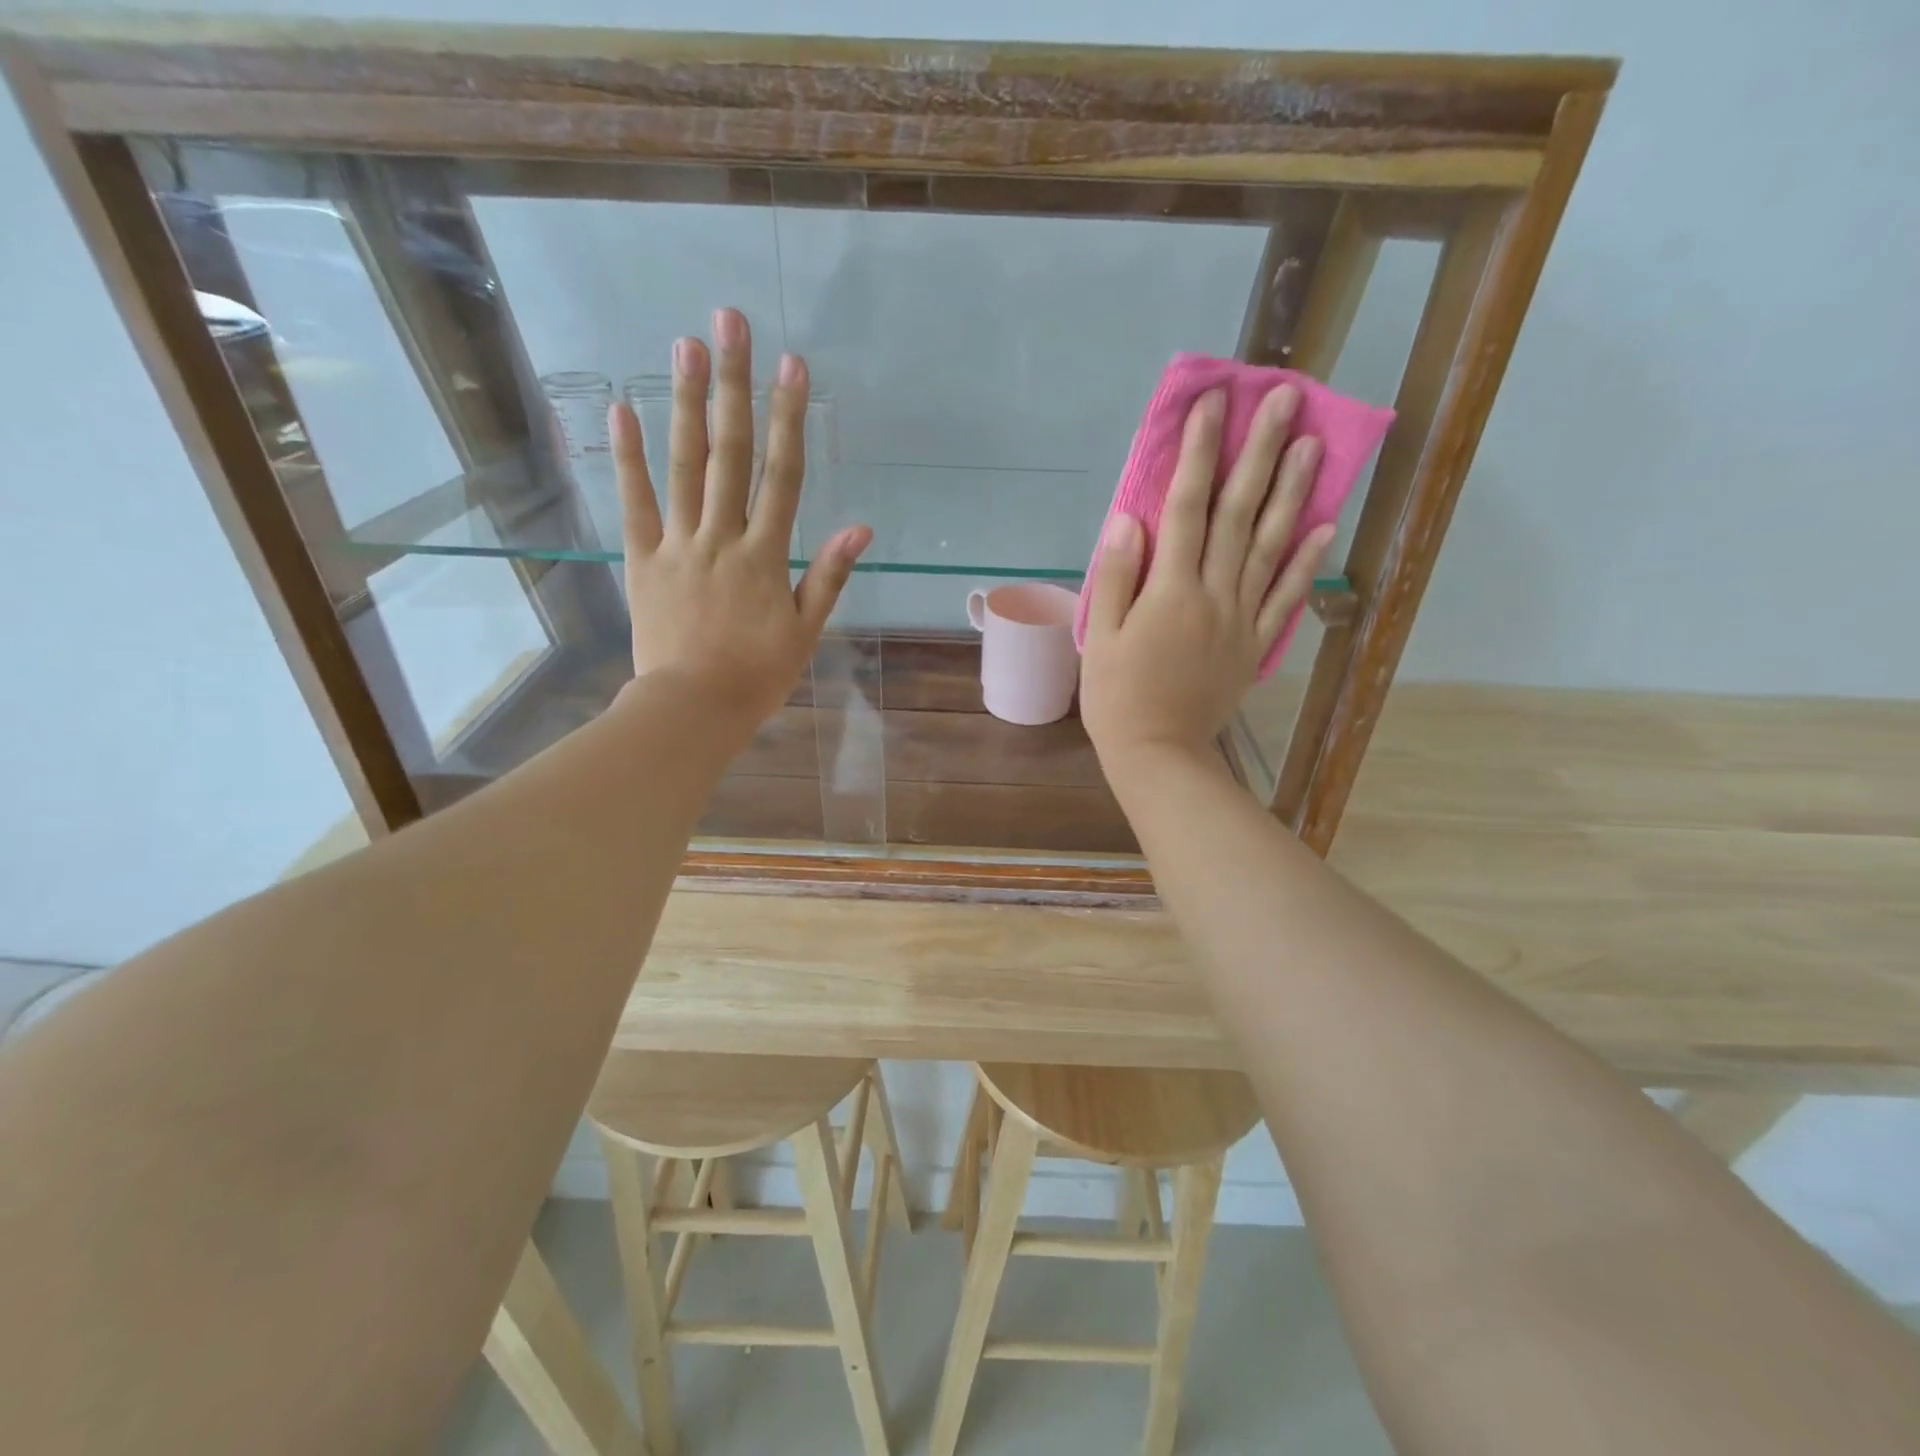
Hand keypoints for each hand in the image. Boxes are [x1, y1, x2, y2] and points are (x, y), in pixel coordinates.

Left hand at [611, 307, 870, 729]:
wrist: (692, 708)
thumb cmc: (756, 675)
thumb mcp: (805, 631)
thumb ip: (828, 576)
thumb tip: (860, 528)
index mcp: (765, 555)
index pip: (782, 474)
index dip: (789, 417)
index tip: (793, 366)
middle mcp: (721, 537)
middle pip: (730, 452)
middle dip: (733, 385)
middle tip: (730, 323)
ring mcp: (677, 544)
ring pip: (683, 465)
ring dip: (686, 403)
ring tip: (685, 346)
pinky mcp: (641, 559)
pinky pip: (634, 502)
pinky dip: (628, 456)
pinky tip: (624, 408)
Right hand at [1080, 383, 1334, 777]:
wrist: (1158, 754)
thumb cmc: (1117, 697)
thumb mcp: (1100, 637)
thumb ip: (1116, 577)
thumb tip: (1131, 519)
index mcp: (1170, 591)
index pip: (1187, 507)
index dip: (1199, 453)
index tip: (1213, 403)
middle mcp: (1214, 595)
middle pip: (1239, 515)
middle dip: (1259, 454)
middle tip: (1285, 399)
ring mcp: (1241, 619)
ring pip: (1270, 546)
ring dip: (1292, 493)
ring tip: (1312, 443)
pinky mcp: (1255, 645)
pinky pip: (1286, 598)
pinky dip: (1306, 562)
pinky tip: (1324, 526)